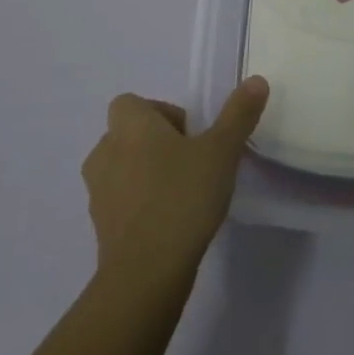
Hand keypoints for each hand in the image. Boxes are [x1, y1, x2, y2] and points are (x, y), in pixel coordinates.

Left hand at [80, 77, 269, 285]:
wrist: (146, 274)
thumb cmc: (182, 197)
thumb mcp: (221, 151)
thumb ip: (238, 114)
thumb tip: (256, 80)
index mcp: (129, 125)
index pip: (132, 103)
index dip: (161, 113)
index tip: (190, 136)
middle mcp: (105, 151)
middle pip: (128, 135)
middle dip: (156, 144)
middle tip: (192, 163)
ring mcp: (97, 192)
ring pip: (122, 169)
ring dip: (146, 174)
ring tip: (181, 193)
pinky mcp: (100, 227)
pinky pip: (120, 202)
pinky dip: (140, 205)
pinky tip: (169, 222)